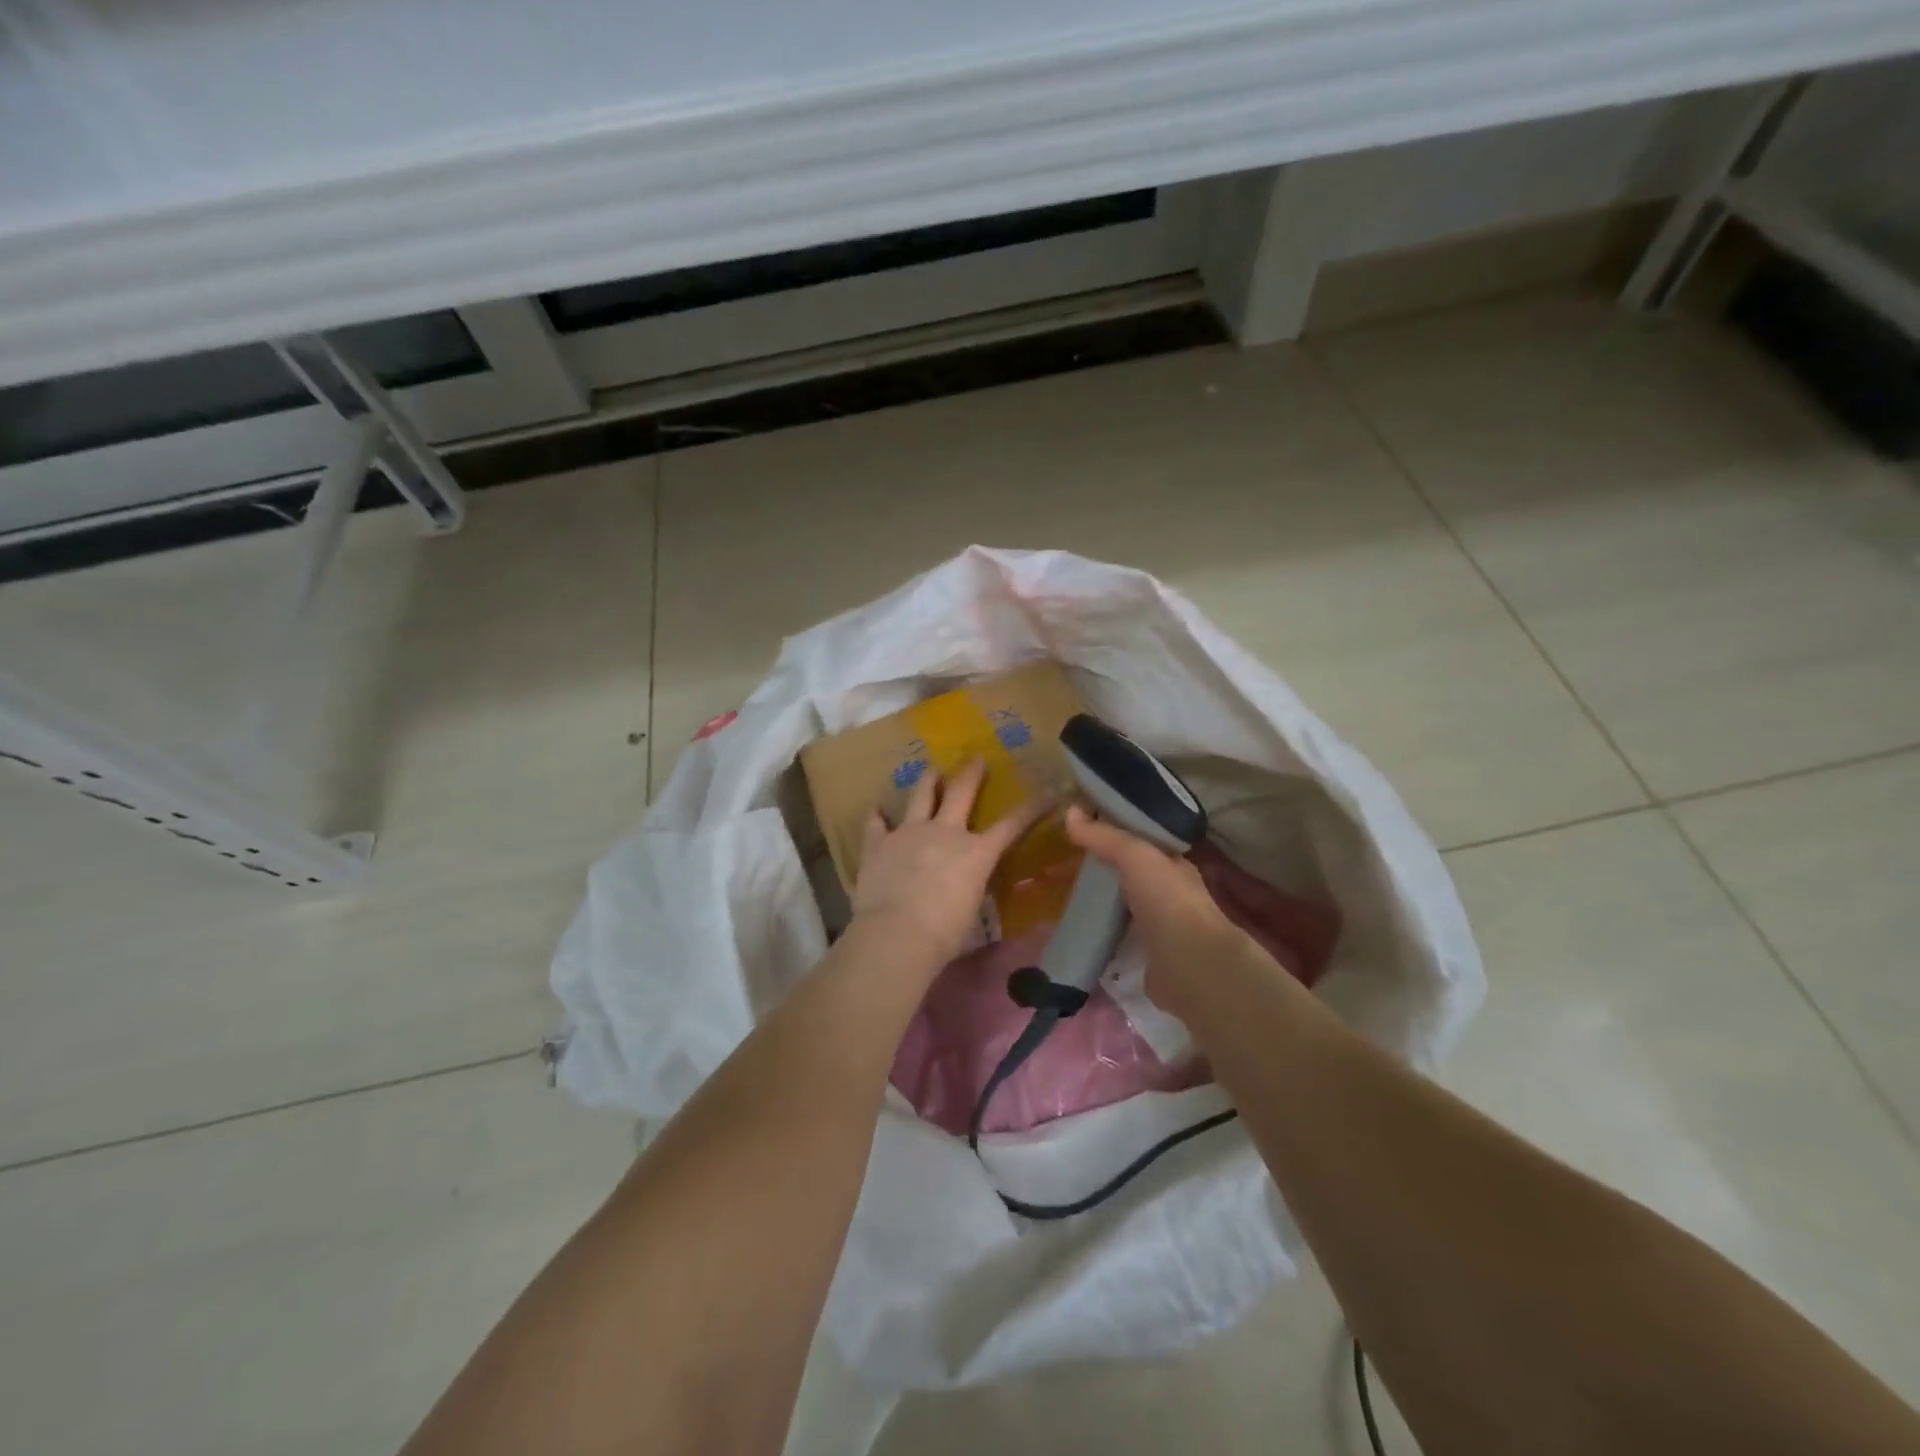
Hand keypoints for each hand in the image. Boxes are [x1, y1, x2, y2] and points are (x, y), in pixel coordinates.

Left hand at [852, 759, 1049, 965]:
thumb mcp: (970, 913)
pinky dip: (877, 816)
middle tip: (976, 759)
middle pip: (961, 792)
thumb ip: (971, 892)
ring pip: (920, 796)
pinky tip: (876, 810)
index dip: (1031, 808)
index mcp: (976, 853)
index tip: (1047, 794)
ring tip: (931, 771)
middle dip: (971, 773)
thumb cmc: (943, 935)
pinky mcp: (878, 843)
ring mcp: (909, 833)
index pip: (1011, 825)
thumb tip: (967, 893)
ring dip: (928, 781)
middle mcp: (945, 832)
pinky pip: (876, 823)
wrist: (896, 934)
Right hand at [1065, 805, 1249, 1011]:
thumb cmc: (1167, 900)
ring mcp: (1160, 928)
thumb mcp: (1134, 855)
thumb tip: (1070, 812)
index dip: (1115, 834)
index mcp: (1174, 865)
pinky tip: (1079, 932)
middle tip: (1065, 866)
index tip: (1083, 833)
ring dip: (1101, 904)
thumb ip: (1104, 836)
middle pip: (1131, 875)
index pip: (1143, 842)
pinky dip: (1101, 934)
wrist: (1189, 964)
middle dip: (1103, 870)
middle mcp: (1170, 894)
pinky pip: (1117, 938)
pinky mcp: (1146, 957)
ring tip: (1066, 898)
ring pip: (1124, 907)